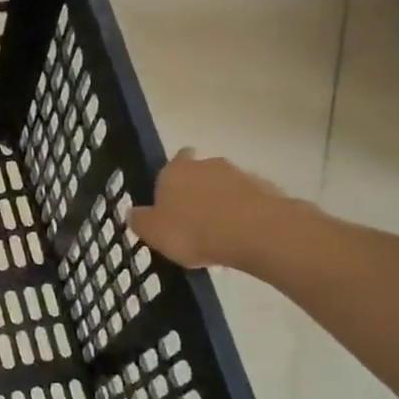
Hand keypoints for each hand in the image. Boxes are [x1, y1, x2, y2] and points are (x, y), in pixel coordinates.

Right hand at [127, 149, 305, 270]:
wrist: (254, 232)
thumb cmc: (192, 231)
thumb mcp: (153, 233)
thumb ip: (140, 221)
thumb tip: (133, 213)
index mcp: (174, 171)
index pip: (171, 162)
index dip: (170, 178)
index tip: (170, 197)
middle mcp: (206, 165)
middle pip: (198, 173)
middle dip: (195, 190)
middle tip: (190, 218)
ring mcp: (238, 174)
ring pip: (223, 186)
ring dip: (220, 202)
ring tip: (216, 232)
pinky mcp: (265, 189)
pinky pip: (246, 200)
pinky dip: (241, 213)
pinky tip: (238, 235)